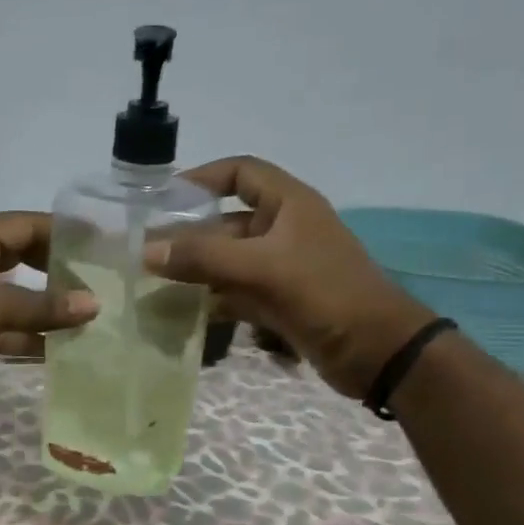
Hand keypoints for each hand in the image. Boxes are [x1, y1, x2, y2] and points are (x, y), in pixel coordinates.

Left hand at [0, 212, 96, 410]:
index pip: (24, 224)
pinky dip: (26, 334)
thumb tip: (94, 304)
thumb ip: (45, 306)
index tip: (97, 241)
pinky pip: (1, 324)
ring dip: (43, 306)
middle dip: (55, 268)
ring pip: (12, 293)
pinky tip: (58, 347)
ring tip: (84, 313)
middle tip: (93, 277)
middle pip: (19, 256)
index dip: (61, 231)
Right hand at [146, 157, 433, 398]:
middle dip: (188, 236)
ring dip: (195, 271)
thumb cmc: (325, 294)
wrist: (378, 352)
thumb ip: (203, 257)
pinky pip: (236, 292)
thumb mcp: (262, 268)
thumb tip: (146, 251)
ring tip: (154, 284)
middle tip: (145, 253)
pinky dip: (211, 300)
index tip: (163, 199)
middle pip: (226, 222)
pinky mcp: (280, 301)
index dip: (202, 178)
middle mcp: (283, 230)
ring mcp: (282, 268)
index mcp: (289, 204)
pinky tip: (183, 313)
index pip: (241, 172)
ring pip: (228, 261)